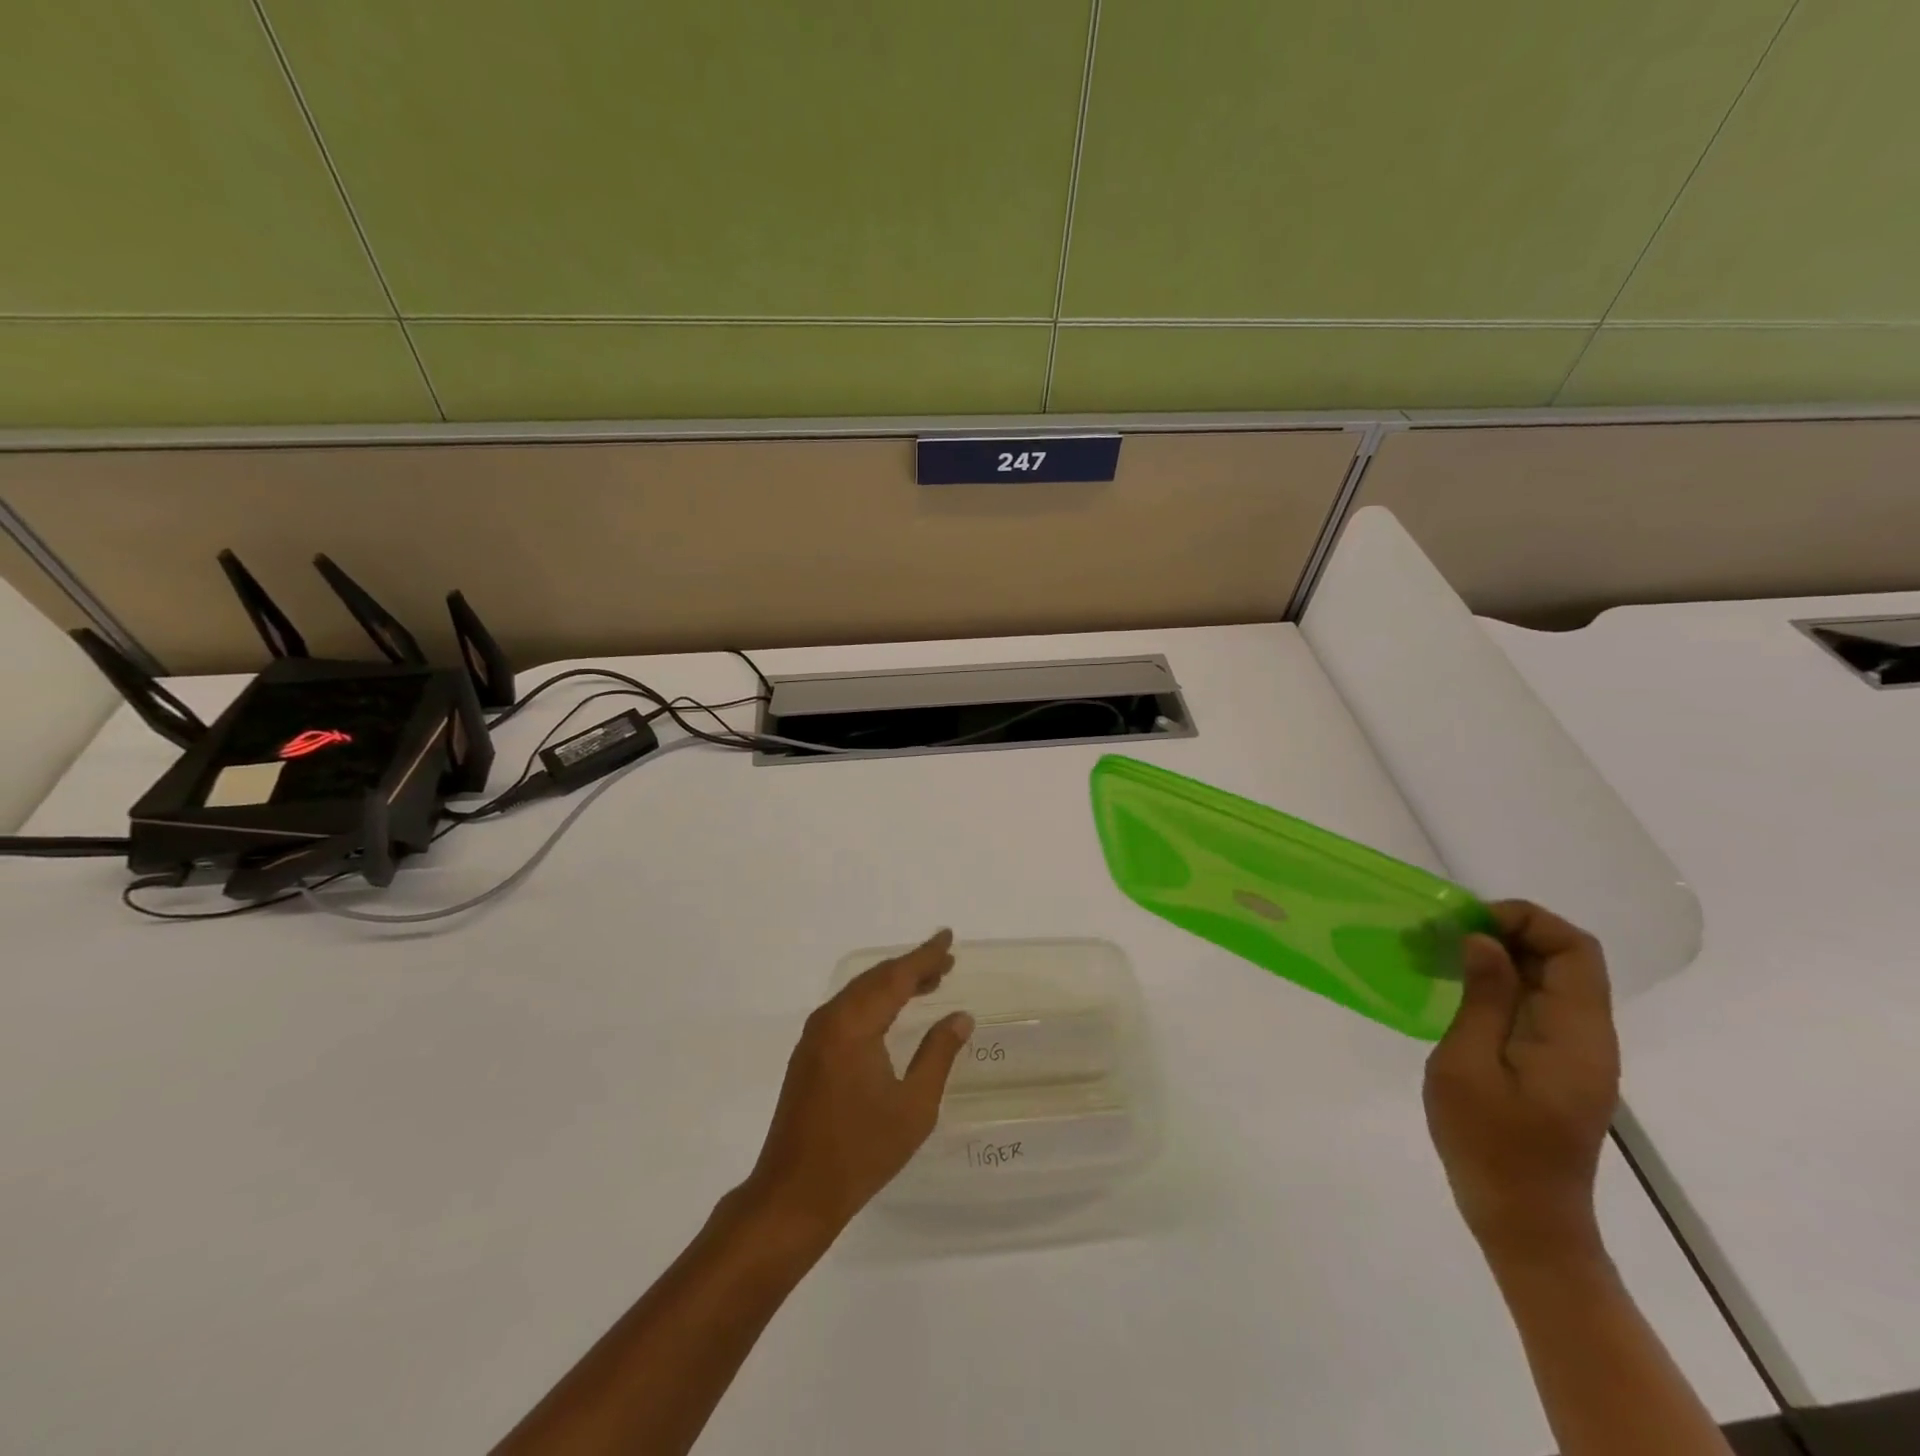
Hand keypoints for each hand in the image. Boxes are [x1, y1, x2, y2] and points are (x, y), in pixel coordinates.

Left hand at [741, 930, 973, 1242]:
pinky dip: (875, 1002)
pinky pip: (848, 1010)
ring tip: (929, 982)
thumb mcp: (914, 1107)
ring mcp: (815, 1036)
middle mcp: (830, 1019)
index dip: (925, 956)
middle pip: (875, 979)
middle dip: (911, 967)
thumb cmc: (861, 1152)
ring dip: (893, 984)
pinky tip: (893, 1012)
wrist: (794, 1194)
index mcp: (854, 1025)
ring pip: (860, 993)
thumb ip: (938, 1055)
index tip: (948, 938)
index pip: (895, 977)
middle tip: (946, 962)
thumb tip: (960, 1017)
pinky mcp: (809, 1054)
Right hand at [1424, 901, 1620, 1261]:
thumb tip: (1484, 941)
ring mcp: (1575, 1052)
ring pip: (1547, 978)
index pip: (1574, 949)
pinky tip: (1451, 987)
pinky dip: (1496, 982)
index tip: (1465, 923)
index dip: (1525, 919)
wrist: (1525, 1221)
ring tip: (1432, 954)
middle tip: (1437, 934)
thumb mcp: (1469, 1066)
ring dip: (1495, 955)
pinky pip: (1535, 1004)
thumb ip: (1483, 999)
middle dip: (1502, 931)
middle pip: (1564, 958)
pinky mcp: (1556, 1064)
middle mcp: (1588, 1036)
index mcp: (1576, 1035)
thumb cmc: (1490, 1144)